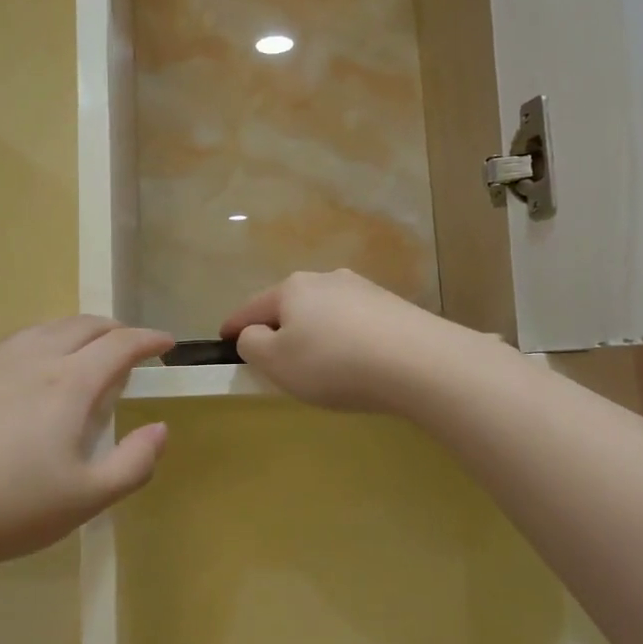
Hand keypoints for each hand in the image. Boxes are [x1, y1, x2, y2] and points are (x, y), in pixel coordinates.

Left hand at [0, 316, 172, 574]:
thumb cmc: (4, 508)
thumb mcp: (83, 500)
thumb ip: (133, 465)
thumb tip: (160, 429)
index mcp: (69, 383)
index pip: (120, 345)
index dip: (148, 339)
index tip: (165, 342)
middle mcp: (32, 358)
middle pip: (82, 326)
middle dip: (113, 329)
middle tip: (129, 345)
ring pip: (43, 329)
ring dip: (74, 332)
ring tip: (82, 351)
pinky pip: (9, 344)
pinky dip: (35, 343)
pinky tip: (24, 367)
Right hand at [220, 269, 475, 414]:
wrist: (420, 362)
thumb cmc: (334, 362)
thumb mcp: (276, 362)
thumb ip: (253, 345)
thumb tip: (254, 333)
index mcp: (292, 288)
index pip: (252, 307)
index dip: (234, 325)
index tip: (222, 337)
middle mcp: (327, 279)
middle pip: (290, 305)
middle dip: (278, 327)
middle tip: (273, 357)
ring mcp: (364, 290)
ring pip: (325, 313)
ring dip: (315, 334)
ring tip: (318, 364)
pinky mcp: (394, 308)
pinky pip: (355, 324)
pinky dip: (345, 340)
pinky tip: (355, 363)